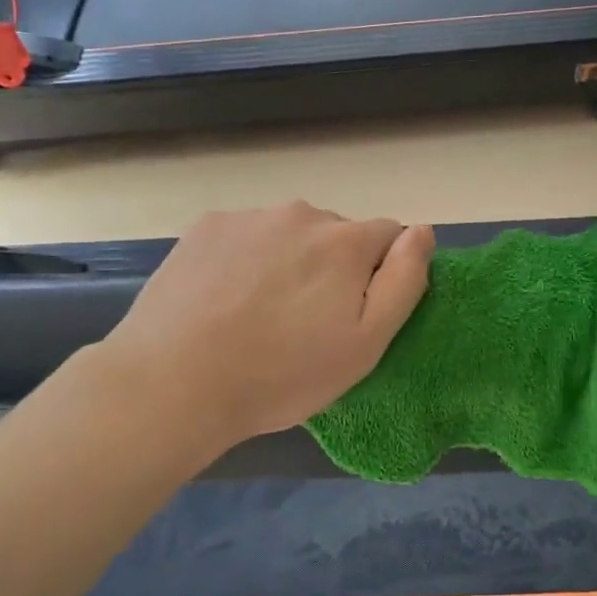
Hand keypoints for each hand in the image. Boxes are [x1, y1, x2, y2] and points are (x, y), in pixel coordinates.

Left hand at [106, 202, 434, 451]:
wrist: (175, 382)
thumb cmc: (281, 374)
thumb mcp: (364, 344)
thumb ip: (403, 281)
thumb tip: (421, 231)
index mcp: (345, 241)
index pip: (388, 235)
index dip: (378, 274)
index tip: (352, 314)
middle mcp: (301, 213)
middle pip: (336, 234)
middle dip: (332, 267)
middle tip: (304, 323)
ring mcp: (248, 217)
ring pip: (288, 234)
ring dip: (288, 261)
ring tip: (259, 313)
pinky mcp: (206, 227)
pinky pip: (245, 236)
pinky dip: (246, 259)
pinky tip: (224, 298)